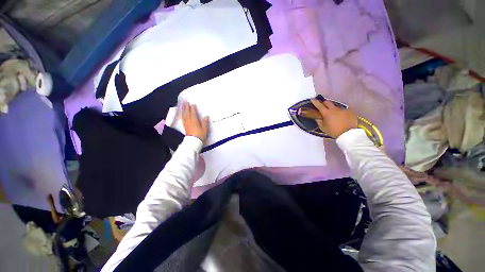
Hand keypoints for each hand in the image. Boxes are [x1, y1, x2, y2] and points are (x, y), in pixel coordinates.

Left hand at [181, 101, 209, 142]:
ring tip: (183, 106)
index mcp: (194, 121)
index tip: (192, 104)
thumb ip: (205, 122)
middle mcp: (189, 121)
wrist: (193, 142)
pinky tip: (182, 114)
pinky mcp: (185, 127)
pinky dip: (182, 115)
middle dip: (186, 107)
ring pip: (184, 115)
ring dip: (183, 110)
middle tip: (185, 101)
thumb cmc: (200, 136)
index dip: (192, 108)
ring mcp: (186, 124)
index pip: (193, 113)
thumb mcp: (204, 129)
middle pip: (187, 113)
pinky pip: (183, 119)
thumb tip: (206, 116)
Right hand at [310, 98, 357, 137]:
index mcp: (327, 113)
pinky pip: (343, 110)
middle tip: (323, 106)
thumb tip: (317, 117)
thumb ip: (319, 121)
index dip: (315, 102)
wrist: (348, 134)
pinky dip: (340, 113)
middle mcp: (334, 109)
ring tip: (334, 114)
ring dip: (333, 109)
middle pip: (328, 102)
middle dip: (324, 103)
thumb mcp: (323, 127)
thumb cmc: (333, 131)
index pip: (319, 105)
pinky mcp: (349, 111)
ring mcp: (343, 109)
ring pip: (336, 106)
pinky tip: (341, 117)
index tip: (313, 99)